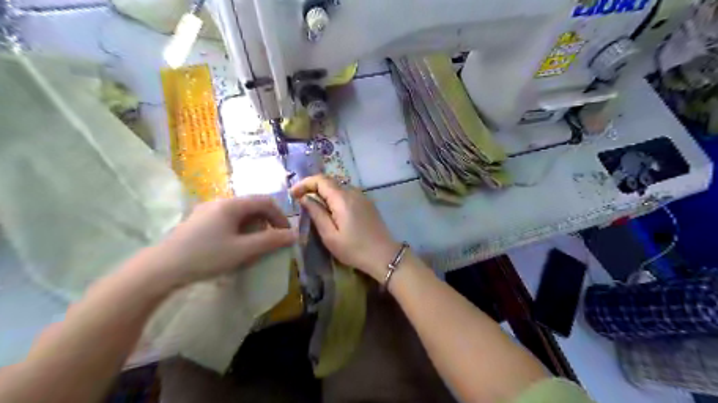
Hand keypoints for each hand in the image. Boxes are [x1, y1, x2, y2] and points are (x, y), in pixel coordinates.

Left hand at [152, 196, 296, 285]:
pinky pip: (227, 219)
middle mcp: (220, 202)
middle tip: (271, 241)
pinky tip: (234, 245)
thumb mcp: (243, 250)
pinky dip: (239, 229)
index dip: (280, 217)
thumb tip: (294, 235)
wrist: (160, 269)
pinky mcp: (198, 221)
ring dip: (254, 226)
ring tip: (255, 245)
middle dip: (267, 222)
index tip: (286, 235)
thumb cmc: (206, 256)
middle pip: (253, 206)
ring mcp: (207, 211)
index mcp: (232, 204)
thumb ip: (271, 241)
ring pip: (240, 213)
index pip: (266, 202)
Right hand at [291, 175, 403, 281]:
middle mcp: (353, 192)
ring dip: (324, 193)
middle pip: (329, 181)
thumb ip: (316, 213)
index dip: (304, 183)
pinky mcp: (367, 203)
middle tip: (300, 200)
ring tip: (313, 206)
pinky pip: (347, 194)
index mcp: (342, 199)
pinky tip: (330, 211)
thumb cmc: (354, 249)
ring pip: (338, 187)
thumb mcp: (330, 235)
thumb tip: (305, 198)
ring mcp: (362, 196)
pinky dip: (334, 198)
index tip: (293, 194)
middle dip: (312, 187)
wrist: (384, 256)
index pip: (320, 179)